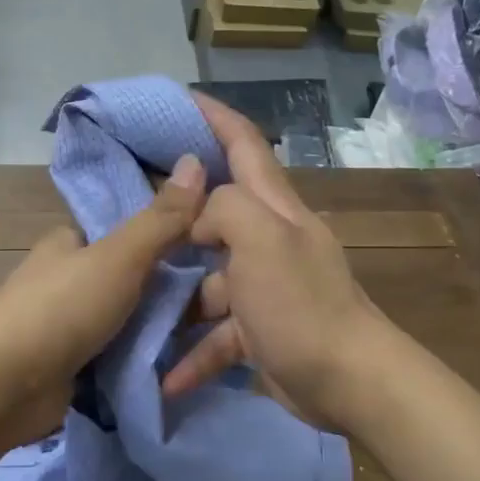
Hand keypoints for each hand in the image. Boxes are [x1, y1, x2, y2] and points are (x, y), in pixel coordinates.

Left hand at [0, 152, 209, 449]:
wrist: (5, 386)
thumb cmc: (62, 309)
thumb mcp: (120, 256)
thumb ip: (161, 219)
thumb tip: (196, 161)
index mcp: (69, 242)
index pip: (124, 230)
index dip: (164, 235)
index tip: (208, 248)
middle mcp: (66, 279)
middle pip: (128, 278)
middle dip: (166, 291)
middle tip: (218, 300)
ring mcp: (66, 325)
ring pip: (125, 320)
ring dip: (157, 329)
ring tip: (211, 333)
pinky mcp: (70, 366)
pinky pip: (116, 356)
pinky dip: (140, 360)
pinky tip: (179, 364)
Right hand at [161, 94, 391, 432]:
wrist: (349, 381)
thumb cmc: (300, 303)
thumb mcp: (262, 239)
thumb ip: (225, 208)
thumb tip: (197, 219)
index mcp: (273, 209)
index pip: (244, 145)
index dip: (214, 117)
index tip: (177, 99)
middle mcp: (269, 240)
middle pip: (218, 213)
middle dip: (177, 210)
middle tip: (130, 209)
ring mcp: (264, 288)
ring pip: (208, 281)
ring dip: (175, 297)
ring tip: (132, 305)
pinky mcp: (259, 332)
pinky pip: (216, 336)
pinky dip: (193, 355)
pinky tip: (166, 377)